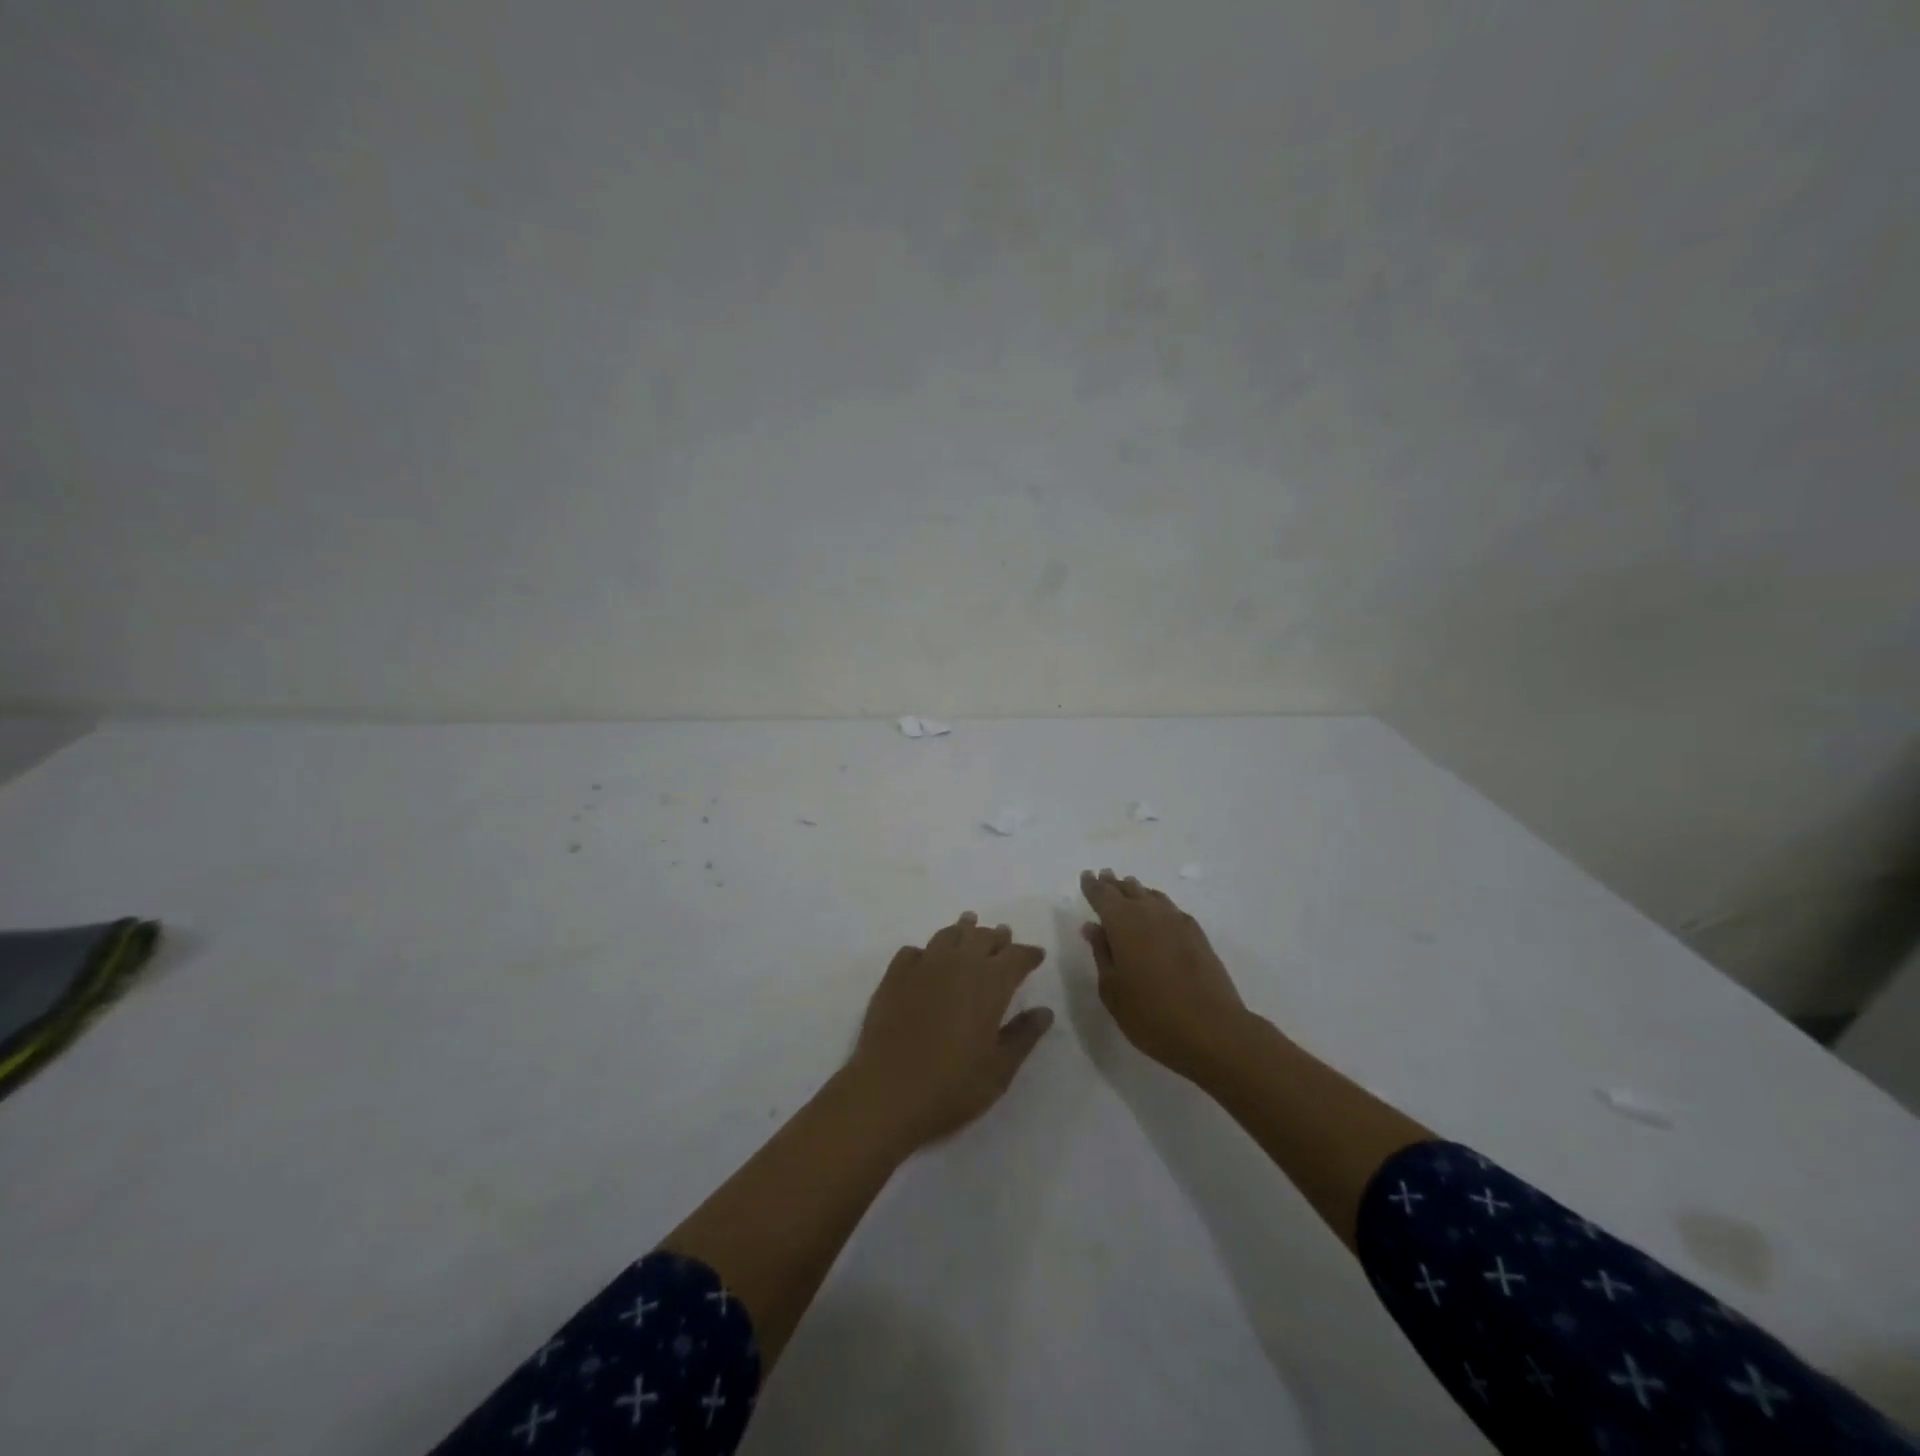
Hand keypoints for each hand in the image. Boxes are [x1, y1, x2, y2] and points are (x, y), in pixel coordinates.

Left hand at [847, 912, 1052, 1149]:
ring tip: (968, 927)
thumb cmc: (953, 1086)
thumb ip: (1023, 1035)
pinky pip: (914, 951)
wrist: (887, 1092)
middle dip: (996, 937)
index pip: (1016, 956)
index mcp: (990, 982)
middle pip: (982, 937)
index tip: (1036, 955)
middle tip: (1003, 937)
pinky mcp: (894, 976)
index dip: (1028, 954)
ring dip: (963, 931)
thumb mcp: (999, 1069)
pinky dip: (926, 951)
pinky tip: (926, 959)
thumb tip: (1045, 1011)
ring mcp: (923, 965)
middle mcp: (958, 963)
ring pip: (948, 935)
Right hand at [1080, 868, 1250, 1081]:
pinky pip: (1170, 908)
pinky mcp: (1198, 935)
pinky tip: (1158, 912)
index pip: (1102, 895)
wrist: (1213, 1030)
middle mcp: (1149, 914)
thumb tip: (1093, 927)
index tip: (1086, 876)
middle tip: (1104, 876)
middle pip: (1128, 890)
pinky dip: (1157, 903)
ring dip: (1136, 890)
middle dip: (1113, 883)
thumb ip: (1102, 954)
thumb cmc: (1151, 1015)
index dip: (1092, 885)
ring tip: (1128, 888)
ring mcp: (1177, 922)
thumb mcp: (1113, 989)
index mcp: (1122, 923)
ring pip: (1151, 896)